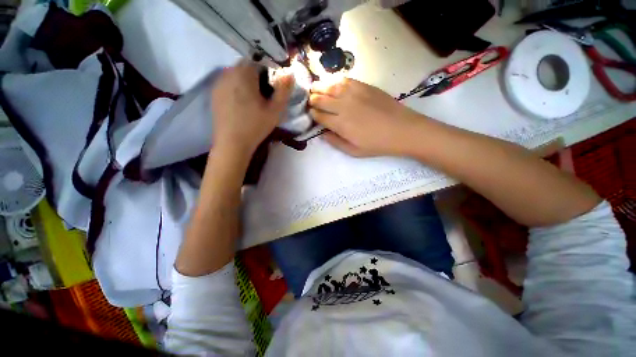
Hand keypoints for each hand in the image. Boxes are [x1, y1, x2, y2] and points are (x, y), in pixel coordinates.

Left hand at [211, 60, 293, 159]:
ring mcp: (218, 83)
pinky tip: (241, 104)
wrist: (232, 143)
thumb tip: (289, 73)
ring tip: (253, 101)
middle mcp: (228, 73)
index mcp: (244, 74)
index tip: (273, 89)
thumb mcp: (275, 110)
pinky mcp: (214, 93)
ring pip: (236, 74)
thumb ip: (284, 90)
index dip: (269, 73)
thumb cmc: (256, 126)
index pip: (259, 62)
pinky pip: (228, 83)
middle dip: (257, 76)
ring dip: (247, 81)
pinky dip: (236, 88)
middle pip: (246, 66)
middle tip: (265, 96)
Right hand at [309, 78, 421, 156]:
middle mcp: (343, 106)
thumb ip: (335, 142)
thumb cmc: (377, 144)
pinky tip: (332, 84)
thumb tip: (323, 133)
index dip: (312, 114)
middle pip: (320, 99)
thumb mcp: (354, 151)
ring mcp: (353, 93)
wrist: (402, 129)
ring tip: (315, 89)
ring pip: (329, 86)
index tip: (311, 114)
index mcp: (340, 124)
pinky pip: (344, 79)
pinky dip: (334, 81)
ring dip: (319, 87)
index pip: (318, 115)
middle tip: (310, 101)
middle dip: (312, 100)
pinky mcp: (363, 85)